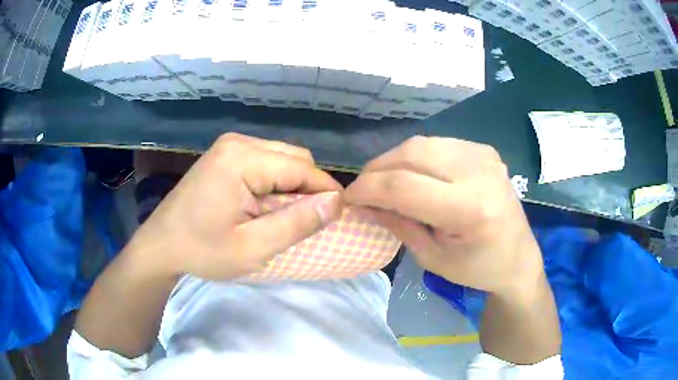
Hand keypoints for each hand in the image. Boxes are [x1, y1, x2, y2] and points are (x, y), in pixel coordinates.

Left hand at [126, 133, 342, 280]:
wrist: (161, 245)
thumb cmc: (202, 250)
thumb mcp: (253, 248)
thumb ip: (297, 223)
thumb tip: (336, 202)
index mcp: (242, 158)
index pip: (302, 168)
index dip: (326, 192)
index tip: (339, 218)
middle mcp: (238, 142)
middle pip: (294, 158)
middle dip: (309, 188)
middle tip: (306, 222)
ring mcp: (229, 146)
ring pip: (282, 158)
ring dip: (293, 186)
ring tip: (286, 216)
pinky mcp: (225, 154)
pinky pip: (266, 162)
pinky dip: (277, 182)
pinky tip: (267, 205)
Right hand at [345, 136, 543, 296]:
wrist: (518, 257)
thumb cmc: (477, 269)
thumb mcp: (432, 258)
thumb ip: (397, 225)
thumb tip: (362, 203)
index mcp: (470, 209)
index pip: (404, 185)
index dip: (368, 188)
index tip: (348, 198)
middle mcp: (479, 172)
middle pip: (412, 153)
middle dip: (377, 169)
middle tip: (363, 188)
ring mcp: (484, 155)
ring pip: (422, 143)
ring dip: (394, 160)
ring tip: (383, 181)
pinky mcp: (485, 150)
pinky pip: (438, 144)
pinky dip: (416, 157)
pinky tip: (413, 175)